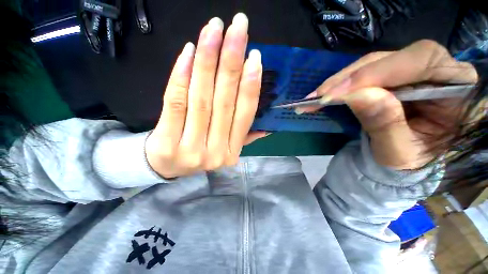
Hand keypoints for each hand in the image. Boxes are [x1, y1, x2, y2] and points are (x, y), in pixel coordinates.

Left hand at [145, 13, 264, 177]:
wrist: (167, 167)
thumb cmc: (199, 153)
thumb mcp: (225, 149)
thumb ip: (244, 138)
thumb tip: (266, 128)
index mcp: (232, 153)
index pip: (244, 116)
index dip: (250, 86)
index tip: (255, 57)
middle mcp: (215, 152)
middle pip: (224, 102)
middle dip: (231, 62)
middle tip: (238, 27)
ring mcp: (191, 148)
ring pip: (201, 99)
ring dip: (208, 61)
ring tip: (214, 30)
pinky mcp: (166, 142)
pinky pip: (175, 103)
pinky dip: (182, 75)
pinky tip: (189, 51)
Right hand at [301, 40, 477, 169]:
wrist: (402, 160)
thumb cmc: (408, 161)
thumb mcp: (399, 151)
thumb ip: (384, 124)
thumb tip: (357, 96)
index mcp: (455, 86)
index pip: (420, 60)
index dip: (378, 72)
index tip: (340, 93)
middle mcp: (436, 69)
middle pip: (390, 58)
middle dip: (351, 77)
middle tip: (320, 96)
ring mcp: (410, 70)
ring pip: (370, 64)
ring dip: (339, 81)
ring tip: (316, 97)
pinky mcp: (388, 76)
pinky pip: (361, 73)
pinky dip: (339, 84)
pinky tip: (324, 94)